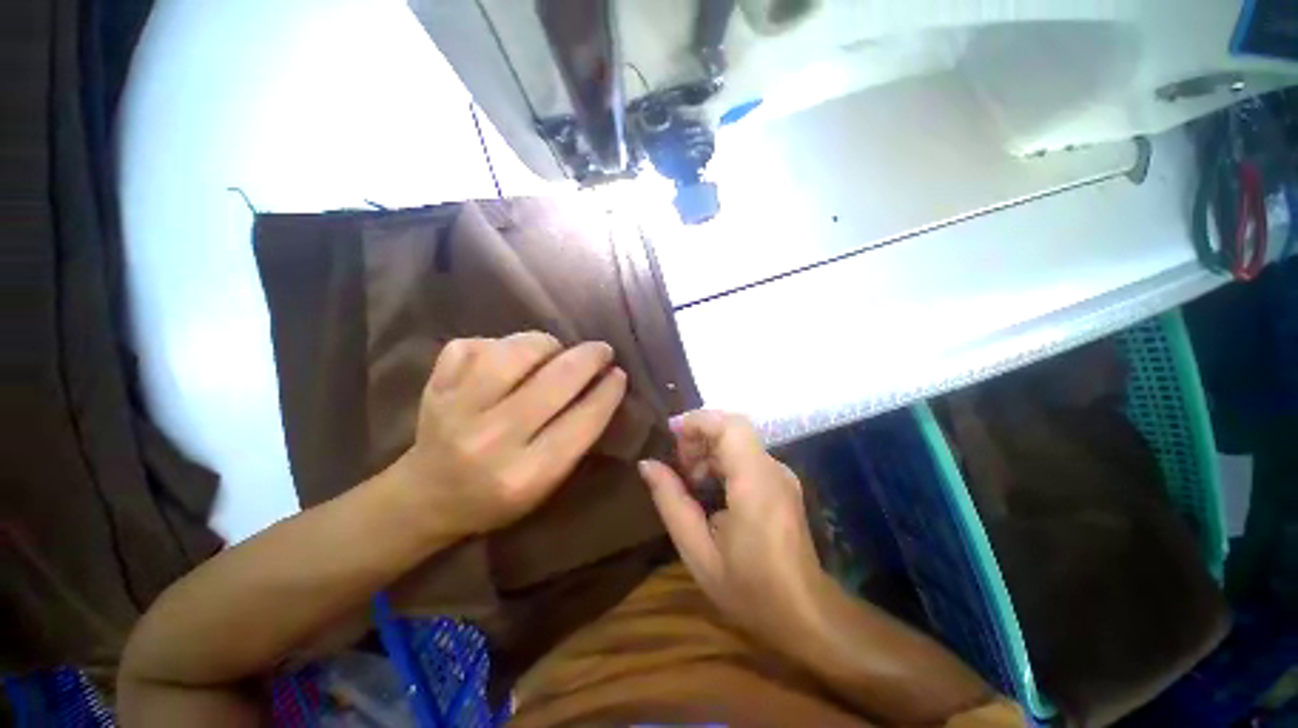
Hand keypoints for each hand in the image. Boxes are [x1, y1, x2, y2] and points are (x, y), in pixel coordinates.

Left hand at [388, 332, 626, 539]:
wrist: (426, 496)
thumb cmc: (498, 497)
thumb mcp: (547, 484)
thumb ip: (576, 437)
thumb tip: (603, 385)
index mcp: (525, 474)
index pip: (582, 421)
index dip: (608, 392)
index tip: (619, 374)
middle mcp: (491, 440)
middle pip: (555, 381)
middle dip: (589, 358)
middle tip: (602, 351)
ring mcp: (456, 409)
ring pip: (515, 352)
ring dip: (546, 344)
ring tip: (556, 350)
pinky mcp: (435, 386)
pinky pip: (476, 344)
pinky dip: (500, 343)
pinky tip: (509, 357)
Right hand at [638, 411, 829, 647]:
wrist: (805, 614)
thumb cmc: (750, 589)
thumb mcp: (698, 552)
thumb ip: (671, 502)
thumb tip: (647, 465)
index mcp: (755, 483)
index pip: (730, 427)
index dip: (697, 421)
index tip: (669, 433)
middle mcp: (773, 469)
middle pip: (733, 428)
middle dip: (699, 435)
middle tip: (677, 466)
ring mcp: (780, 474)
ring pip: (738, 439)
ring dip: (708, 448)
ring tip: (689, 480)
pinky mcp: (780, 481)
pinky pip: (746, 455)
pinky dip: (721, 459)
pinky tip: (708, 487)